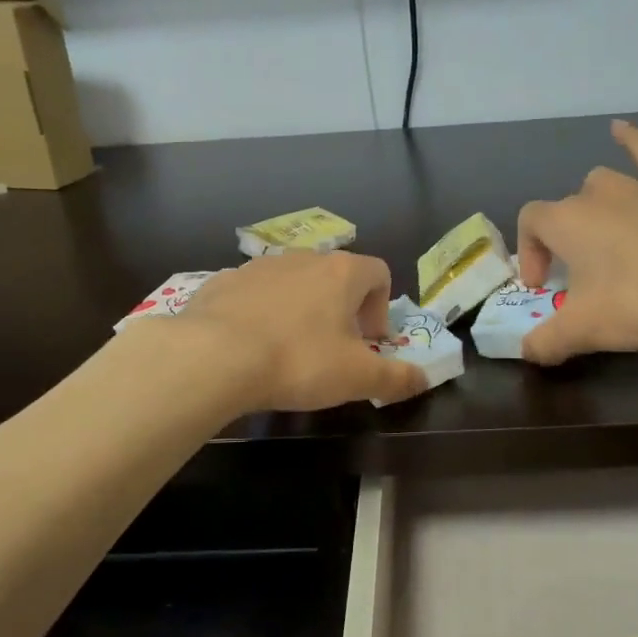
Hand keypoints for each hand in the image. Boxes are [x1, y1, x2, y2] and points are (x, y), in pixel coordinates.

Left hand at [178, 251, 427, 409]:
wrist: (213, 356)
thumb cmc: (298, 361)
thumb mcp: (357, 378)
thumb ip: (396, 377)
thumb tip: (424, 378)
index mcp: (341, 273)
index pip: (378, 272)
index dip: (381, 308)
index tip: (369, 342)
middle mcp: (302, 258)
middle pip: (335, 276)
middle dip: (341, 310)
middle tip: (333, 349)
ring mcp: (259, 266)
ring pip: (293, 283)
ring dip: (300, 309)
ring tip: (289, 350)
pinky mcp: (223, 281)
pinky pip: (254, 293)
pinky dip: (261, 313)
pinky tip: (250, 346)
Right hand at [517, 120, 637, 364]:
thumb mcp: (585, 331)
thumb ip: (547, 341)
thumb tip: (528, 351)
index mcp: (565, 221)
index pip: (530, 224)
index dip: (529, 253)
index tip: (543, 286)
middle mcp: (596, 194)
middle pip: (567, 209)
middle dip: (565, 240)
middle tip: (580, 277)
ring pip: (603, 184)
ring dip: (595, 206)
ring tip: (602, 232)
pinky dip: (633, 140)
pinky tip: (621, 129)